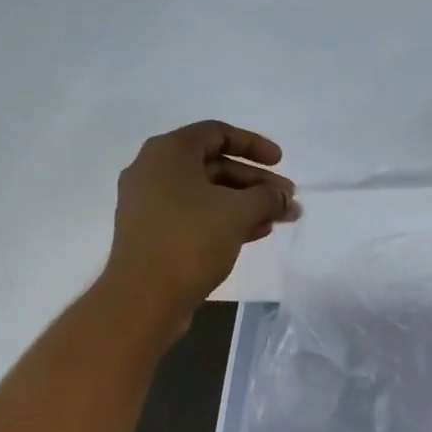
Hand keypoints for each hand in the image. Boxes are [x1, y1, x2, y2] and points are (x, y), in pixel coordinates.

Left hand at [103, 120, 296, 329]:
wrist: (143, 298)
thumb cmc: (190, 241)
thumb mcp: (238, 213)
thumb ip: (267, 197)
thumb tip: (283, 197)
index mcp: (168, 152)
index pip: (216, 133)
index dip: (253, 144)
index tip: (280, 162)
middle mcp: (154, 171)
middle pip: (214, 165)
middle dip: (256, 181)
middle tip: (287, 198)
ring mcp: (151, 204)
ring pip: (208, 193)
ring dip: (246, 203)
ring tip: (280, 218)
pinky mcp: (154, 233)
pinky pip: (196, 215)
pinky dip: (226, 219)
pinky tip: (256, 232)